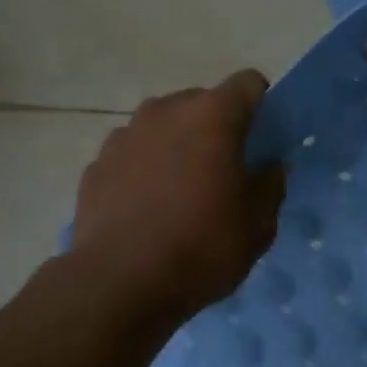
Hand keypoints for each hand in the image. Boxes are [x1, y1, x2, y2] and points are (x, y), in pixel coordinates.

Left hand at [71, 71, 285, 321]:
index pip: (249, 84)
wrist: (120, 283)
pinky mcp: (95, 164)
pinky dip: (143, 170)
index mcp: (212, 115)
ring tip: (178, 195)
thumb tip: (270, 166)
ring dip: (176, 148)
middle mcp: (165, 110)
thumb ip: (270, 185)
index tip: (261, 141)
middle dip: (215, 129)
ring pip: (162, 128)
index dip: (261, 107)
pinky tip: (145, 211)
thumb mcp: (258, 225)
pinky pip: (132, 155)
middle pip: (201, 103)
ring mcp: (124, 134)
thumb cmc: (202, 247)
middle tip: (222, 174)